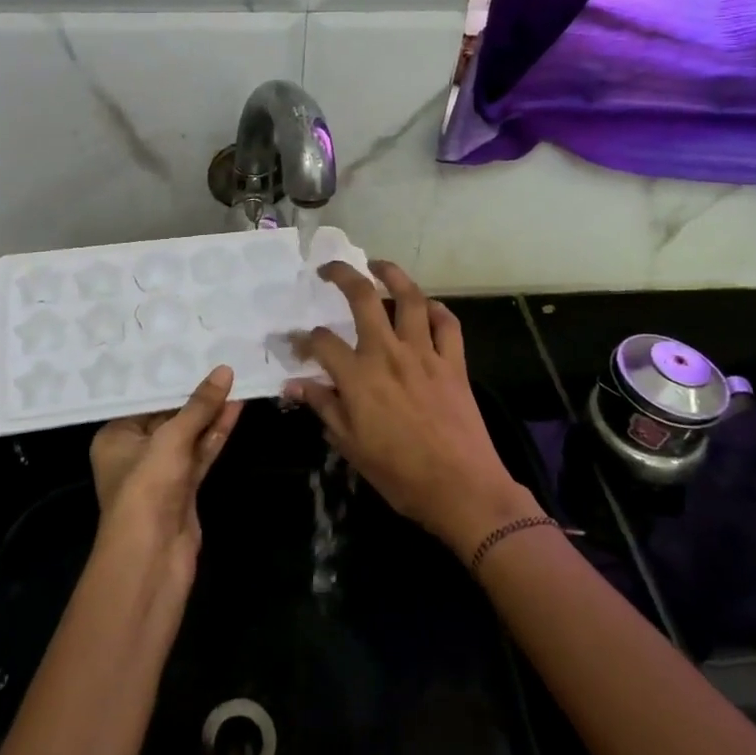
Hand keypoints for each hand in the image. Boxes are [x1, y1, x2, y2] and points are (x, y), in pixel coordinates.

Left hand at [90, 366, 242, 589]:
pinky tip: (235, 409)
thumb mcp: (171, 438)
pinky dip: (216, 433)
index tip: (193, 352)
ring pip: (189, 435)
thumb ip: (199, 406)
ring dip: (211, 413)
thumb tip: (224, 370)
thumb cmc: (147, 488)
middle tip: (220, 362)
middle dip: (195, 395)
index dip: (170, 379)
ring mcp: (161, 473)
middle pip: (168, 417)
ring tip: (236, 379)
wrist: (152, 558)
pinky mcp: (184, 489)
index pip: (145, 401)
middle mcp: (135, 452)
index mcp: (116, 437)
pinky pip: (201, 453)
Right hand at [284, 262, 540, 558]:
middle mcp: (389, 354)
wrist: (462, 489)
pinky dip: (437, 310)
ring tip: (378, 265)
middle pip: (363, 297)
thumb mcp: (351, 446)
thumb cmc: (400, 475)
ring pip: (410, 298)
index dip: (302, 339)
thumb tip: (293, 385)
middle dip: (342, 275)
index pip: (321, 342)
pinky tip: (427, 307)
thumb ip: (323, 407)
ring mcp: (425, 354)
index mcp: (359, 377)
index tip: (294, 342)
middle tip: (329, 269)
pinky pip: (447, 324)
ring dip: (393, 275)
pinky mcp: (454, 362)